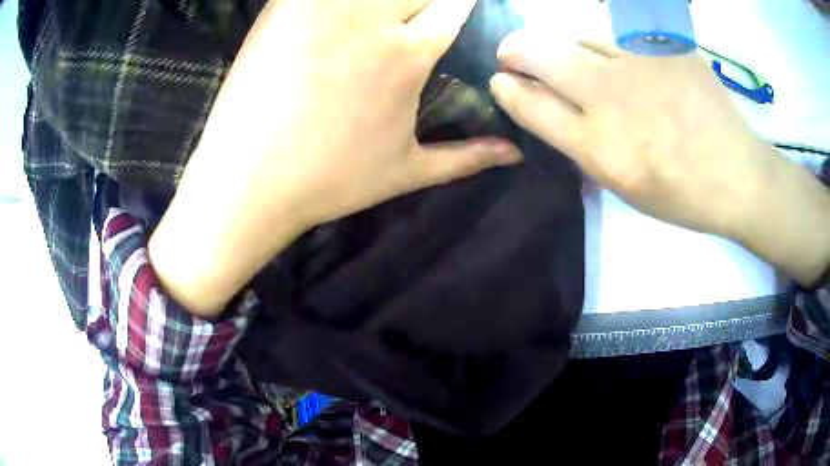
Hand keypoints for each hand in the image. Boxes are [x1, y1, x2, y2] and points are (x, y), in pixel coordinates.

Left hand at [150, 0, 520, 315]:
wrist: (247, 180)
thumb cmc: (328, 180)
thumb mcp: (405, 172)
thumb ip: (467, 157)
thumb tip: (515, 153)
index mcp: (408, 55)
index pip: (455, 5)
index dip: (463, 4)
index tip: (459, 10)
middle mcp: (372, 18)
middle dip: (428, 2)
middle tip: (415, 22)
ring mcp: (322, 6)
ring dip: (386, 1)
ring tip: (377, 23)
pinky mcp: (284, 6)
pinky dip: (338, 1)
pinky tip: (340, 17)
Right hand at [490, 30, 829, 285]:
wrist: (737, 173)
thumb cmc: (680, 192)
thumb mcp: (622, 187)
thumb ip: (581, 144)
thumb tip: (547, 105)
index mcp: (601, 148)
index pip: (530, 104)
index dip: (507, 88)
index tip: (500, 80)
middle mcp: (613, 98)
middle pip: (539, 54)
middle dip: (516, 51)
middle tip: (513, 54)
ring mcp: (640, 62)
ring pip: (578, 35)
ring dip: (569, 47)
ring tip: (587, 63)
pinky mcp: (664, 43)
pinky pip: (619, 34)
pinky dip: (610, 45)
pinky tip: (628, 63)